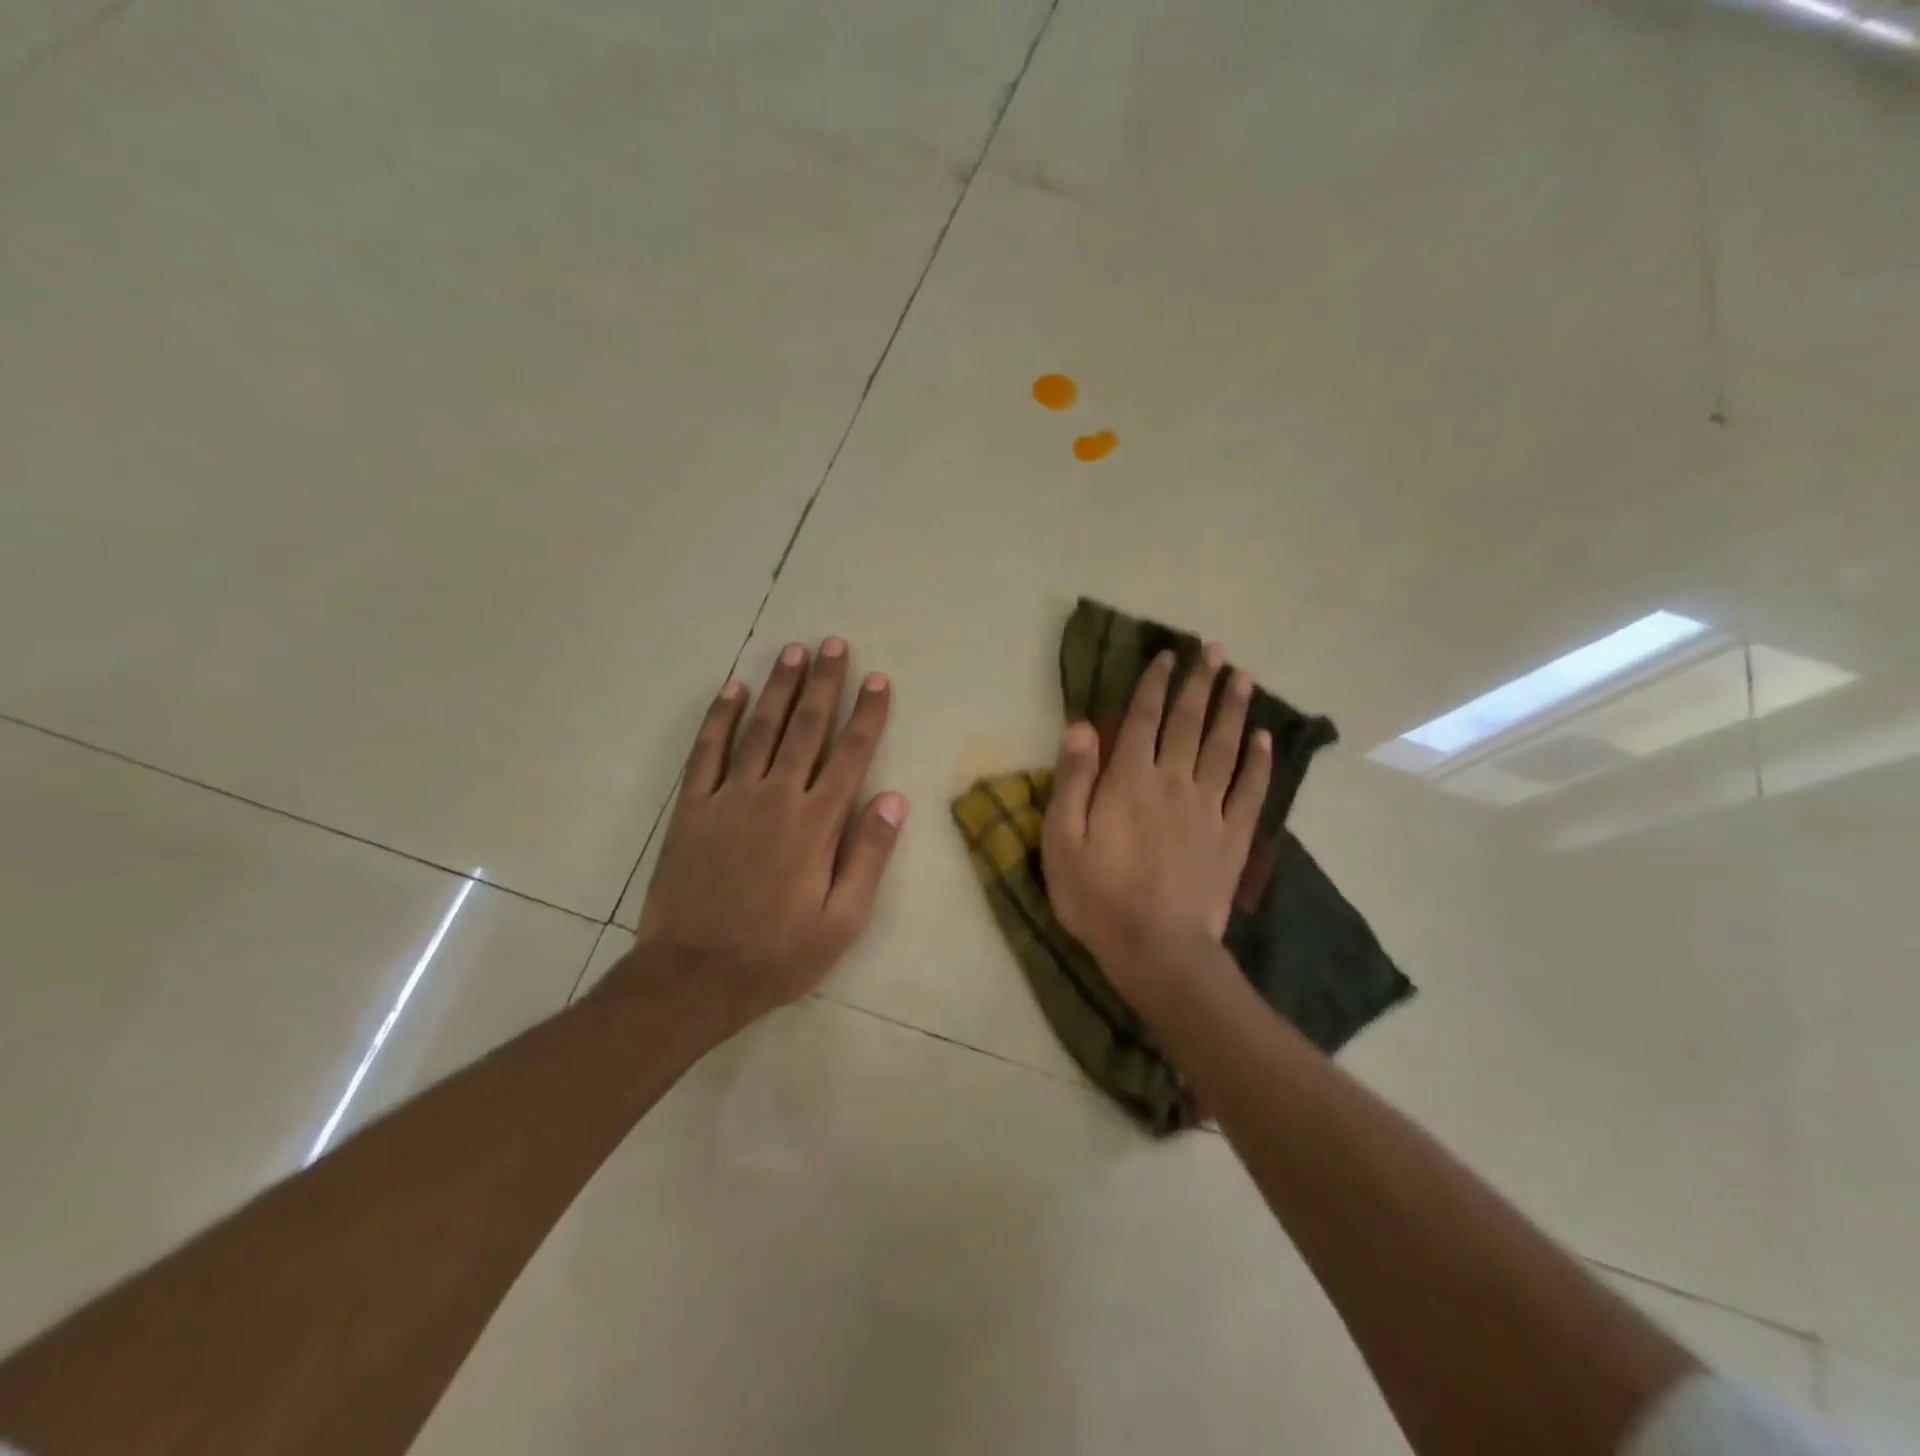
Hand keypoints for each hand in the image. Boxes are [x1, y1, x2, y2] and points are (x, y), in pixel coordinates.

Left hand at [624, 637, 907, 1027]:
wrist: (693, 976)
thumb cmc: (777, 954)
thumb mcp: (842, 921)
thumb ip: (869, 856)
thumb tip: (895, 800)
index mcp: (816, 824)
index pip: (850, 755)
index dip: (867, 714)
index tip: (878, 679)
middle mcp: (775, 797)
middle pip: (806, 728)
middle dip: (824, 684)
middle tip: (834, 644)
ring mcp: (729, 798)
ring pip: (760, 729)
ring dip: (779, 688)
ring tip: (793, 651)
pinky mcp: (692, 808)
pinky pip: (707, 752)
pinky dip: (720, 718)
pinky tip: (733, 690)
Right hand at [1042, 644, 1270, 1010]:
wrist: (1157, 949)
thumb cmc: (1097, 896)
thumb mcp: (1062, 840)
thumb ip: (1073, 780)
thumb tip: (1082, 727)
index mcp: (1129, 780)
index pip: (1144, 719)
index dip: (1155, 684)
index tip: (1167, 656)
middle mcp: (1173, 782)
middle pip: (1189, 723)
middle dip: (1200, 683)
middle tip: (1215, 650)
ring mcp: (1209, 809)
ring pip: (1225, 747)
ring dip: (1234, 709)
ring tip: (1243, 677)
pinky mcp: (1233, 837)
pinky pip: (1250, 790)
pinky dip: (1259, 762)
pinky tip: (1265, 738)